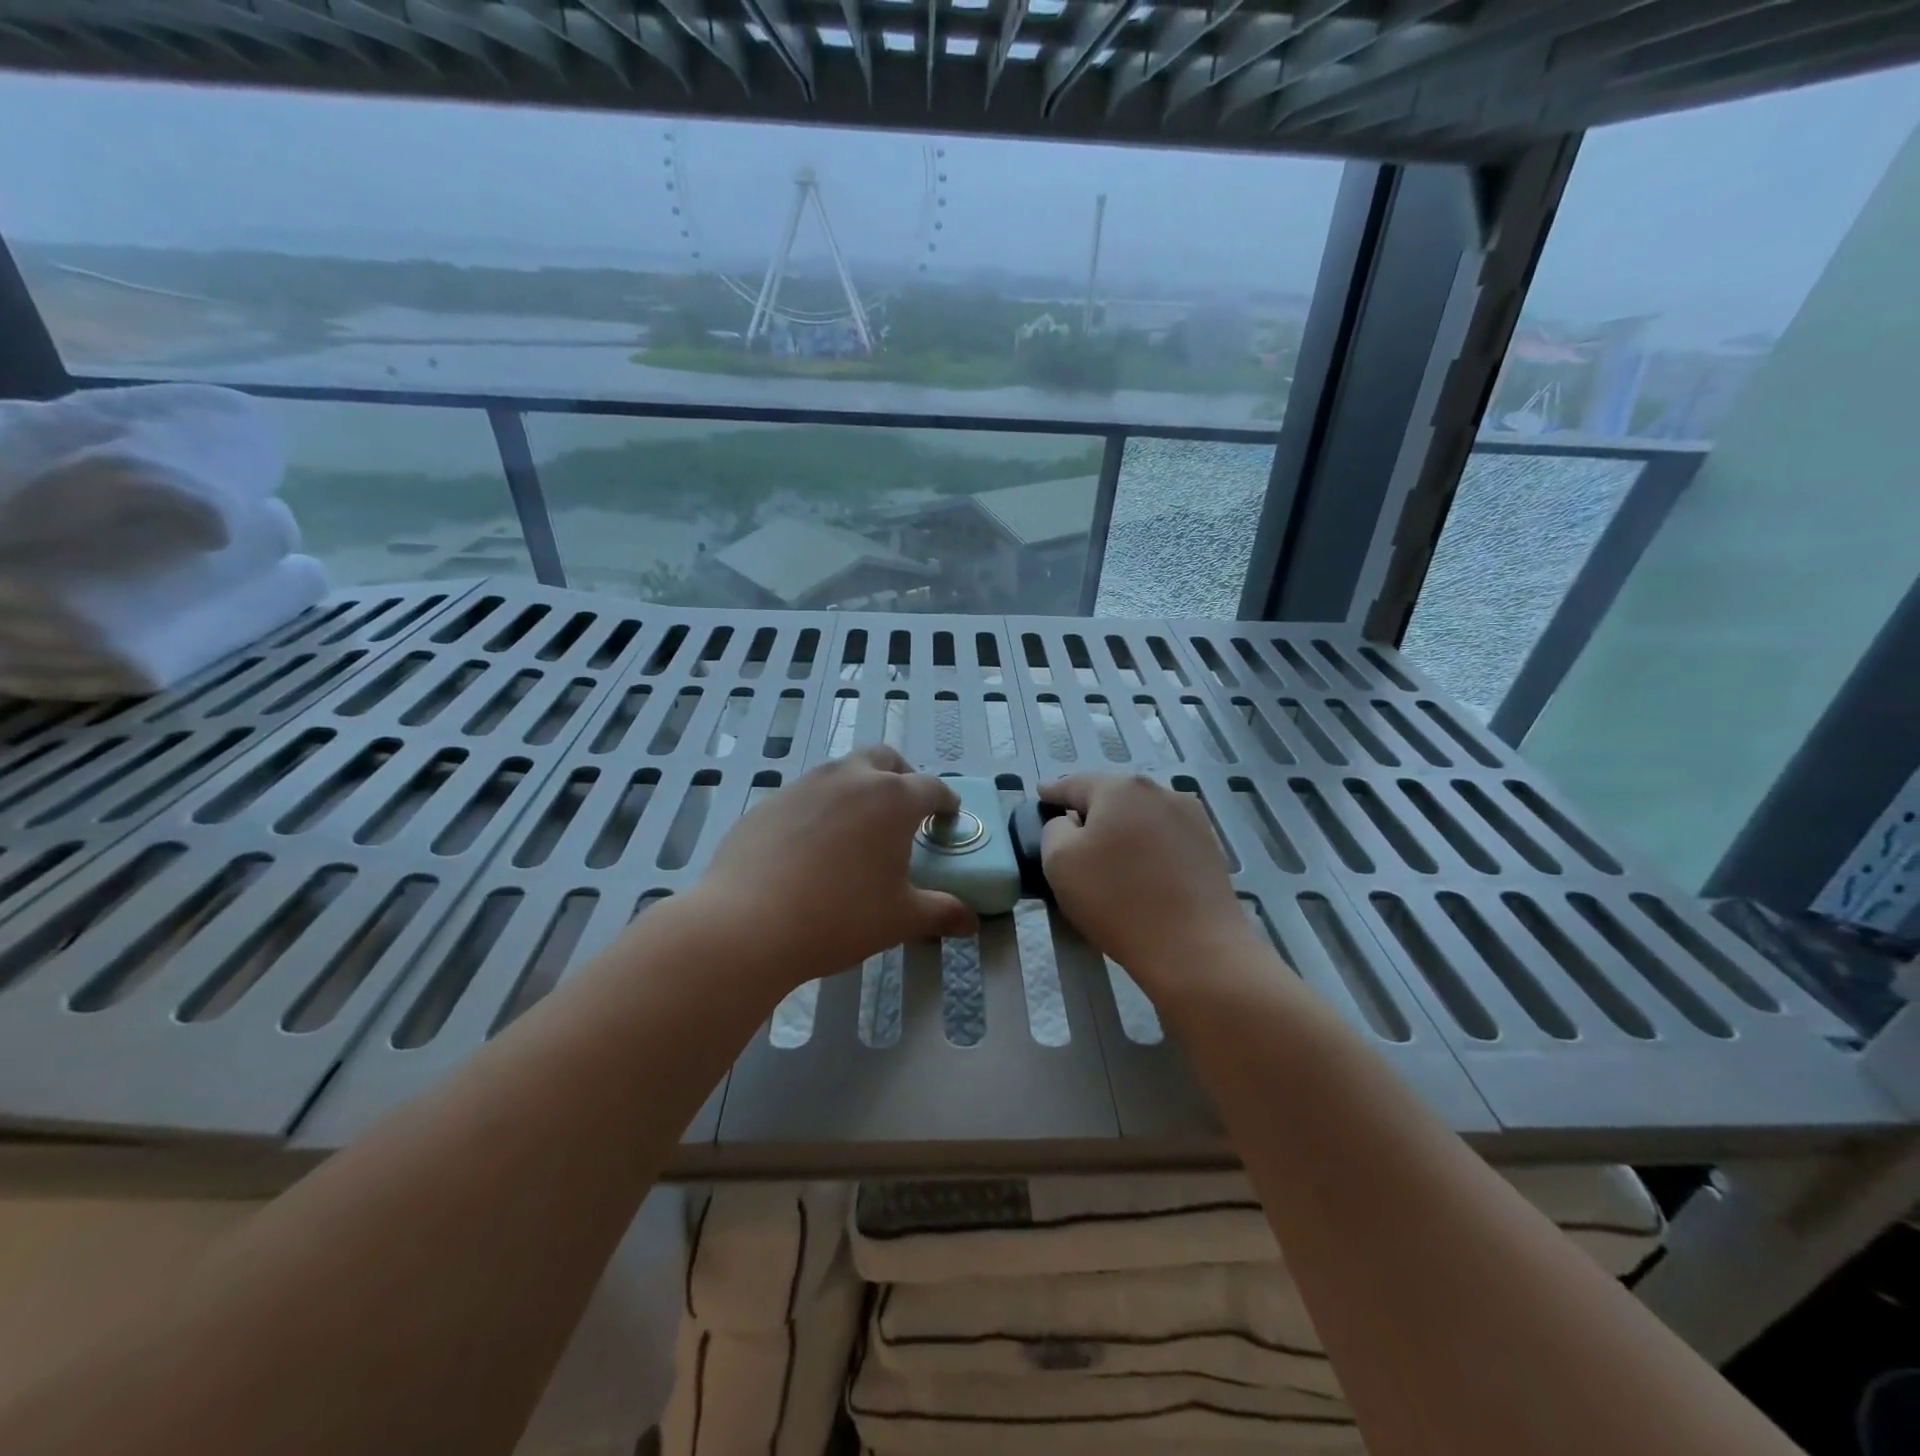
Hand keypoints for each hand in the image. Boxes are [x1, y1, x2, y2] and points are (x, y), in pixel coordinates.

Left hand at [690, 746, 977, 991]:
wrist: (746, 924)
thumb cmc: (839, 918)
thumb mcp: (900, 919)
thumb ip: (941, 913)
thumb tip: (970, 922)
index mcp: (892, 799)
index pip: (932, 788)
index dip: (946, 802)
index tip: (949, 818)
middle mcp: (850, 778)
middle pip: (885, 758)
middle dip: (902, 777)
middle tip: (905, 812)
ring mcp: (804, 785)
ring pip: (842, 772)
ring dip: (859, 789)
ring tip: (857, 832)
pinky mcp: (769, 803)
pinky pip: (806, 795)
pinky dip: (821, 809)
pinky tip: (811, 850)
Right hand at [1040, 773, 1258, 997]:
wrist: (1195, 948)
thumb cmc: (1117, 900)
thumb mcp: (1059, 862)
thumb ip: (1054, 829)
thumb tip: (1070, 823)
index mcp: (1120, 788)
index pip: (1075, 784)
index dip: (1054, 792)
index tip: (1042, 795)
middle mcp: (1159, 791)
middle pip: (1112, 795)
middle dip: (1090, 810)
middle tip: (1071, 831)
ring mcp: (1190, 817)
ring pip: (1141, 814)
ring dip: (1121, 827)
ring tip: (1107, 854)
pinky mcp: (1208, 846)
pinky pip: (1164, 836)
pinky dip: (1146, 845)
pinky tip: (1140, 869)